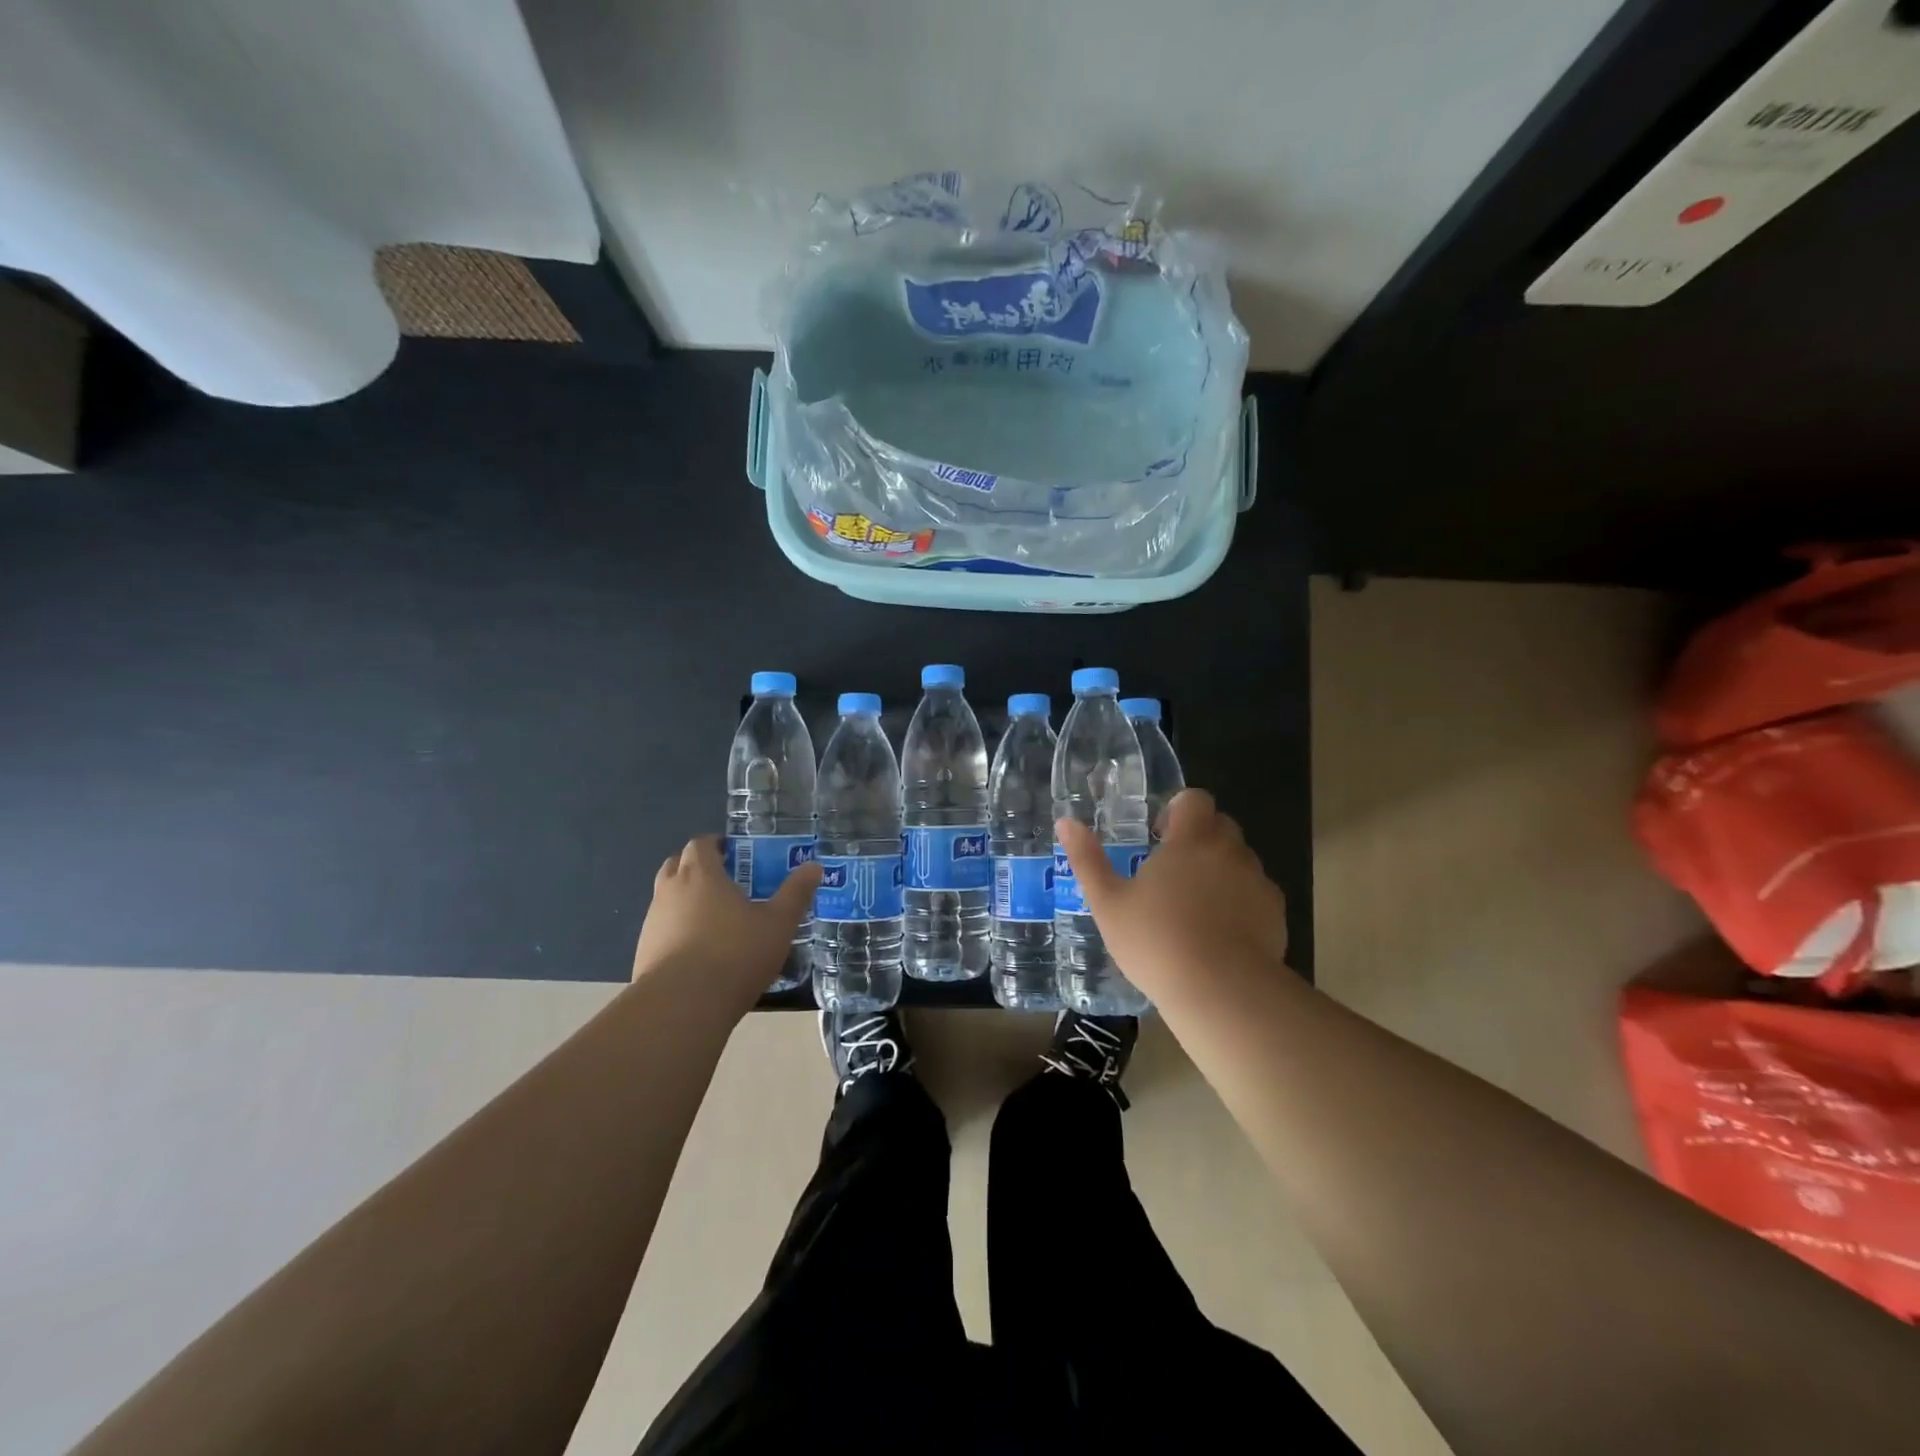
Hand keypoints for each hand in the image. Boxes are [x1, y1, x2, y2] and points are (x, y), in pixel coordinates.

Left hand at [632, 836, 821, 996]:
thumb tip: (813, 867)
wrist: (681, 1006)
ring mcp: (652, 923)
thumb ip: (795, 893)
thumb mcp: (778, 923)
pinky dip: (677, 931)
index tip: (735, 854)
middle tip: (726, 883)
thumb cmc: (734, 954)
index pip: (700, 843)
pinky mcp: (643, 953)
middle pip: (676, 865)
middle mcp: (670, 891)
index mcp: (700, 874)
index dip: (716, 844)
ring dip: (686, 901)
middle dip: (697, 868)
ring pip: (667, 899)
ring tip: (716, 921)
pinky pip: (662, 930)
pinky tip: (700, 953)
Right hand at [1055, 788, 1289, 1003]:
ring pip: (1239, 861)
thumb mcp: (1108, 902)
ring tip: (1194, 908)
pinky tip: (1220, 935)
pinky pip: (1256, 895)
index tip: (1161, 837)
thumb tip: (1066, 822)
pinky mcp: (1276, 914)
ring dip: (1220, 871)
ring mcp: (1258, 882)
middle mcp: (1230, 851)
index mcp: (1191, 839)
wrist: (1221, 991)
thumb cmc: (1156, 940)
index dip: (1178, 810)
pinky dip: (1240, 903)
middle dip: (1198, 840)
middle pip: (1220, 827)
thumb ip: (1087, 859)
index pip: (1195, 799)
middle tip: (1171, 873)